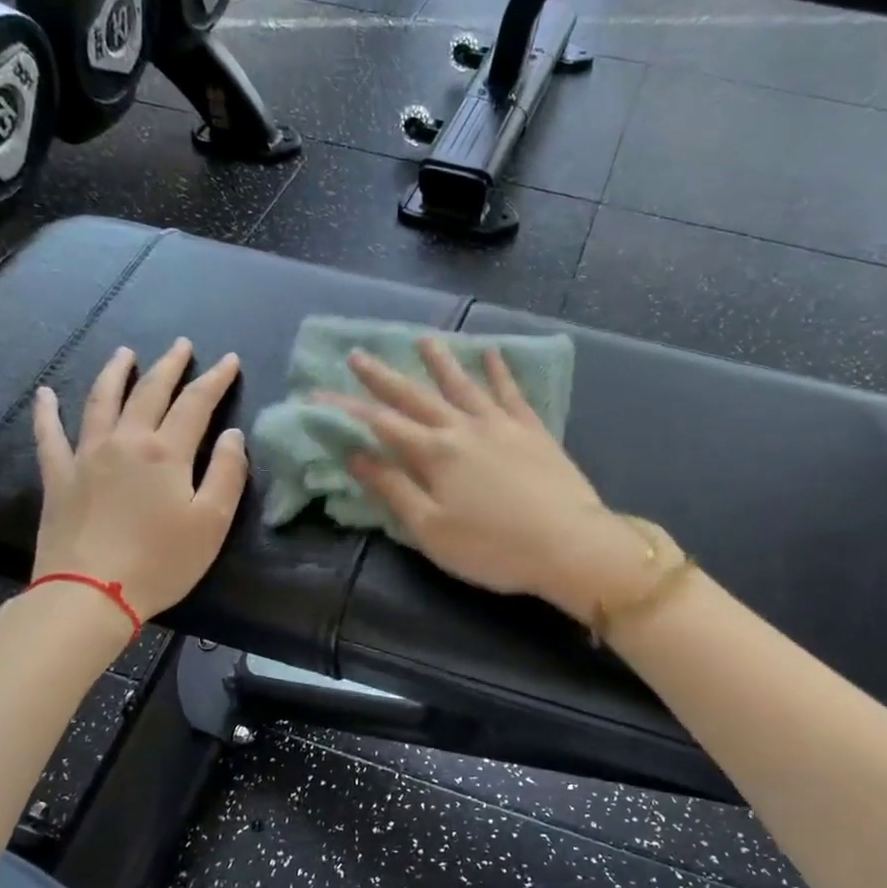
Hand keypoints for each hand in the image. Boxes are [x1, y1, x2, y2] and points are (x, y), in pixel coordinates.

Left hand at [31, 340, 247, 624]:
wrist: (91, 593)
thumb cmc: (161, 561)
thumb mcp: (212, 522)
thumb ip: (228, 474)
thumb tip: (233, 435)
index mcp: (166, 452)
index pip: (196, 404)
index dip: (215, 380)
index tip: (229, 361)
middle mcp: (125, 441)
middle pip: (150, 393)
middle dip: (170, 366)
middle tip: (182, 346)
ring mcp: (86, 456)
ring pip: (102, 401)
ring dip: (116, 374)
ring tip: (125, 354)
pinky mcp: (59, 477)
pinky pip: (49, 435)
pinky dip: (47, 411)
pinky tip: (45, 394)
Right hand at [319, 338, 653, 624]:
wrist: (569, 544)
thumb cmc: (493, 548)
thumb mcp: (431, 529)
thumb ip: (394, 490)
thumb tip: (356, 455)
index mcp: (435, 454)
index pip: (380, 424)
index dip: (346, 409)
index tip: (317, 394)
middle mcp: (464, 428)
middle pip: (416, 397)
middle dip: (383, 377)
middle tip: (358, 354)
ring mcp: (502, 424)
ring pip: (464, 384)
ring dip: (440, 361)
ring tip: (423, 339)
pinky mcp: (533, 430)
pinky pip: (511, 392)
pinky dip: (500, 371)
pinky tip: (493, 353)